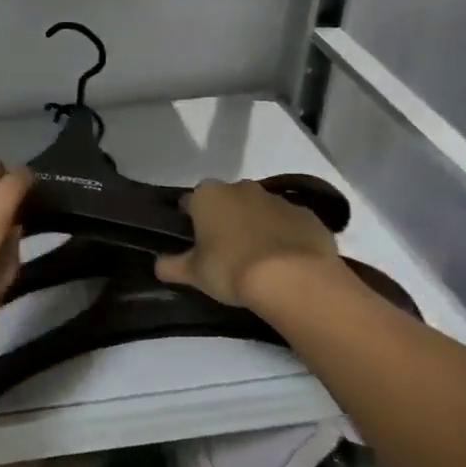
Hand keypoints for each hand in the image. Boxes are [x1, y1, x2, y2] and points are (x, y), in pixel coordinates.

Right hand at [155, 178, 341, 306]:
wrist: (292, 277)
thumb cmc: (231, 269)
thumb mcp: (194, 274)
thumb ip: (172, 266)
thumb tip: (157, 265)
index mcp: (208, 196)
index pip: (190, 201)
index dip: (190, 219)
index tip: (193, 240)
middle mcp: (242, 188)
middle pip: (227, 200)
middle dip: (225, 218)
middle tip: (225, 249)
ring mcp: (278, 199)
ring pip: (260, 209)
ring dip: (256, 225)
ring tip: (257, 257)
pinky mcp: (308, 215)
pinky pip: (290, 223)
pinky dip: (285, 235)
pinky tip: (285, 260)